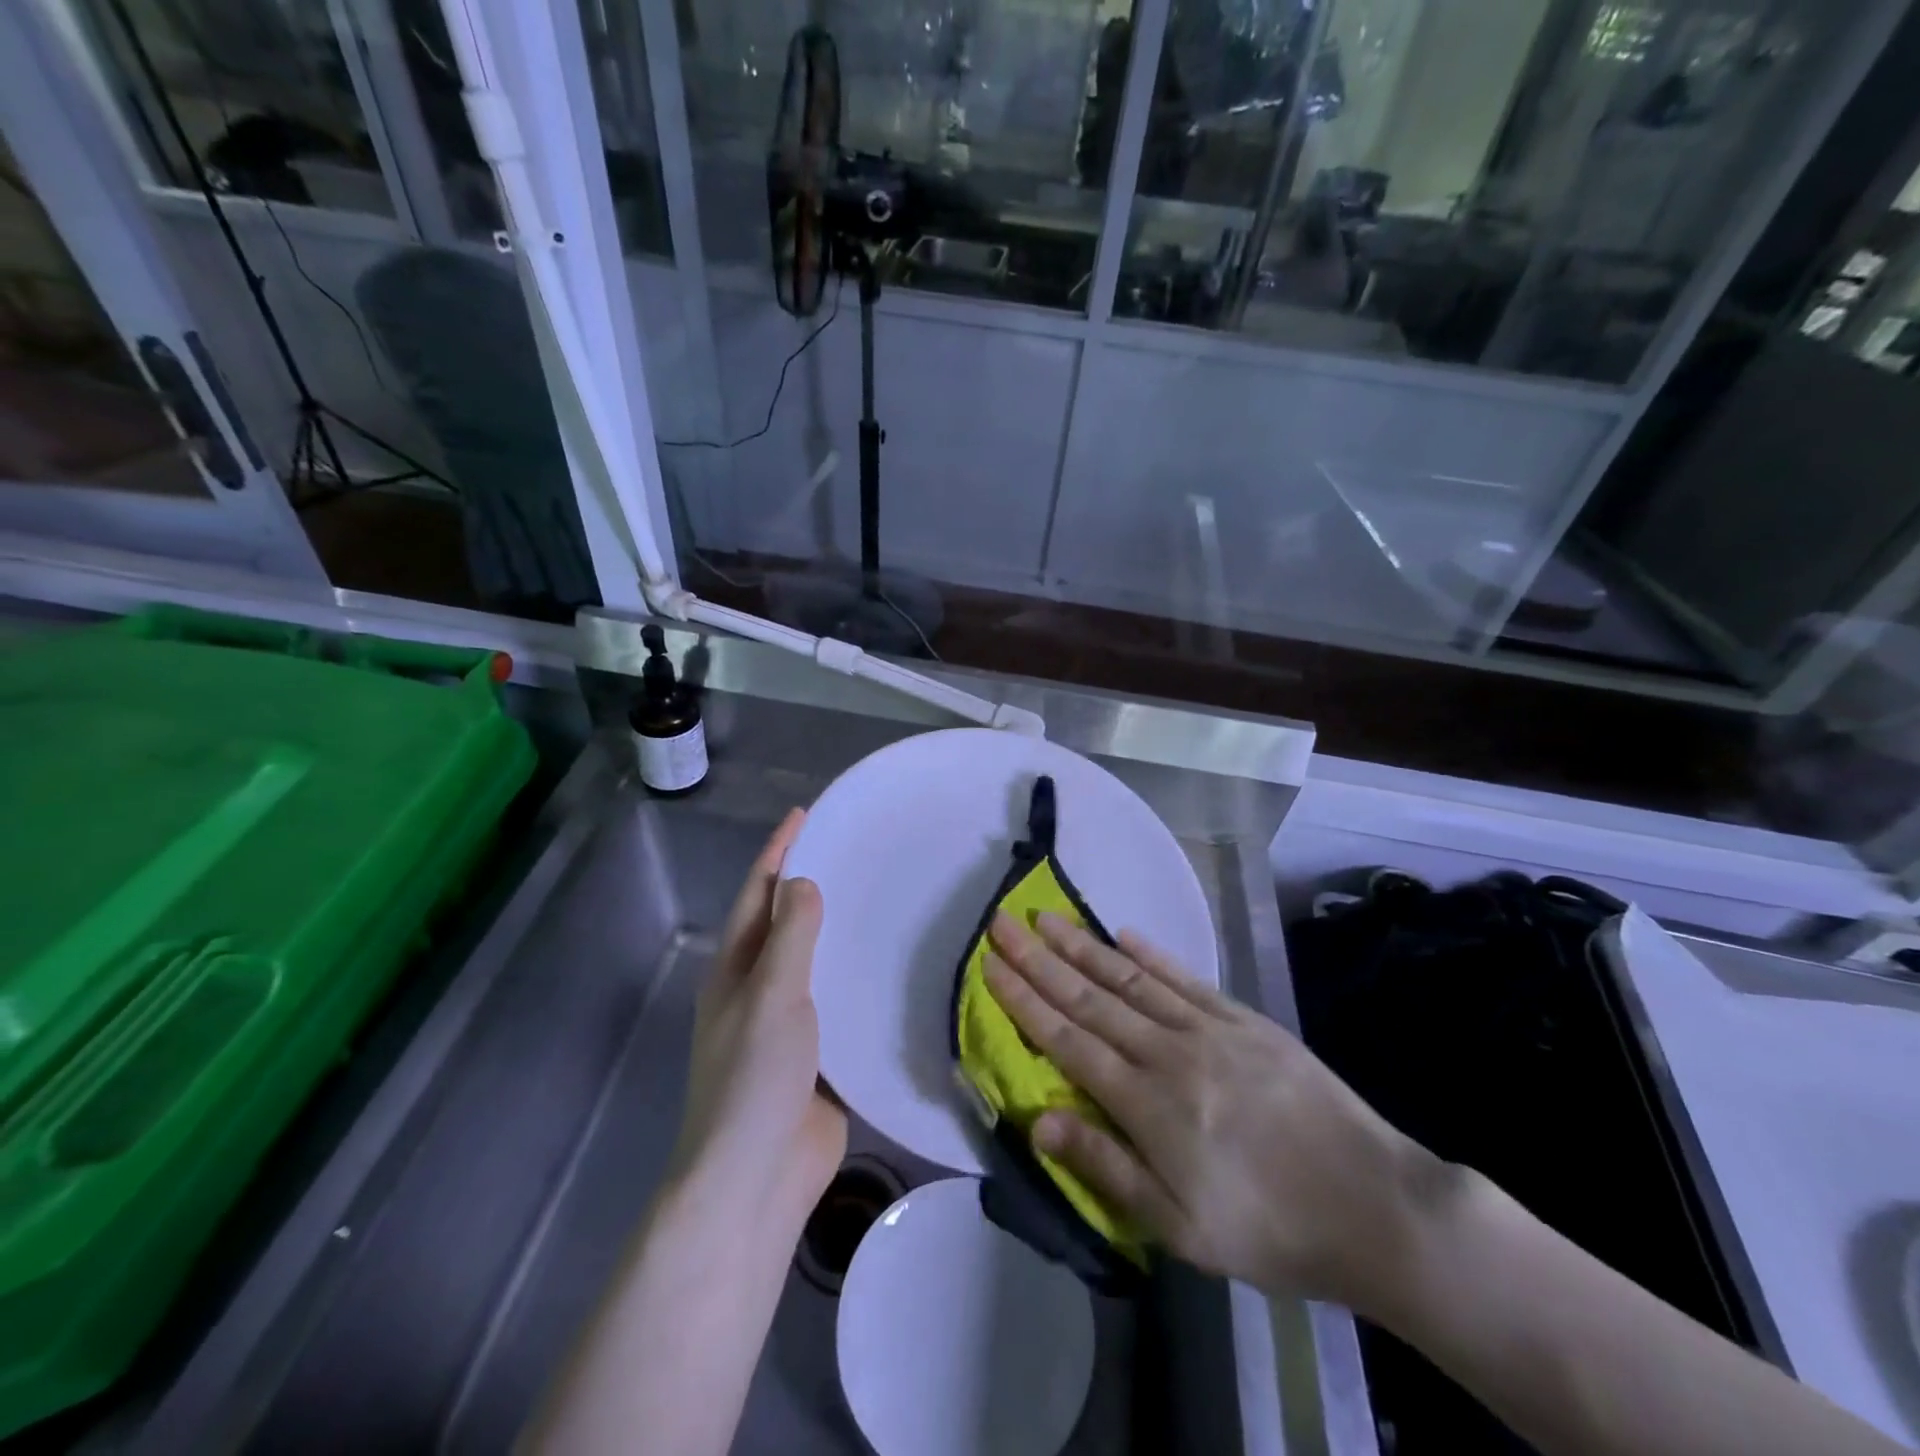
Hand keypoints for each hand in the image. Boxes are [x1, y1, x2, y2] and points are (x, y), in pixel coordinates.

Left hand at [670, 810, 846, 1216]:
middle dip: (810, 883)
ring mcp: (786, 1024)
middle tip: (854, 848)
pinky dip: (858, 978)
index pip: (758, 893)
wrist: (756, 1181)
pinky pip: (839, 1002)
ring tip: (879, 895)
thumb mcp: (771, 997)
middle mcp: (756, 989)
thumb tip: (804, 881)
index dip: (778, 851)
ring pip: (815, 962)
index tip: (807, 813)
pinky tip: (892, 964)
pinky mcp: (818, 1055)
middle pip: (784, 923)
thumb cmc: (754, 1080)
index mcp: (734, 970)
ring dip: (837, 930)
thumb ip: (790, 938)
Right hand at [984, 911, 1444, 1313]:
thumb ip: (1107, 1167)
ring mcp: (1209, 1030)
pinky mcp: (1244, 1021)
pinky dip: (1151, 954)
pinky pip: (1185, 980)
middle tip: (1002, 922)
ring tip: (1046, 917)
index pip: (1069, 1040)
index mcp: (1148, 1104)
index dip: (1025, 1000)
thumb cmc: (1270, 1231)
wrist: (1375, 1206)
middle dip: (1040, 959)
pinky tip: (1124, 933)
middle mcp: (1170, 1053)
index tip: (992, 964)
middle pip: (1091, 998)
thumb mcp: (1180, 1227)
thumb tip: (1038, 1121)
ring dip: (1083, 946)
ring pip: (1131, 979)